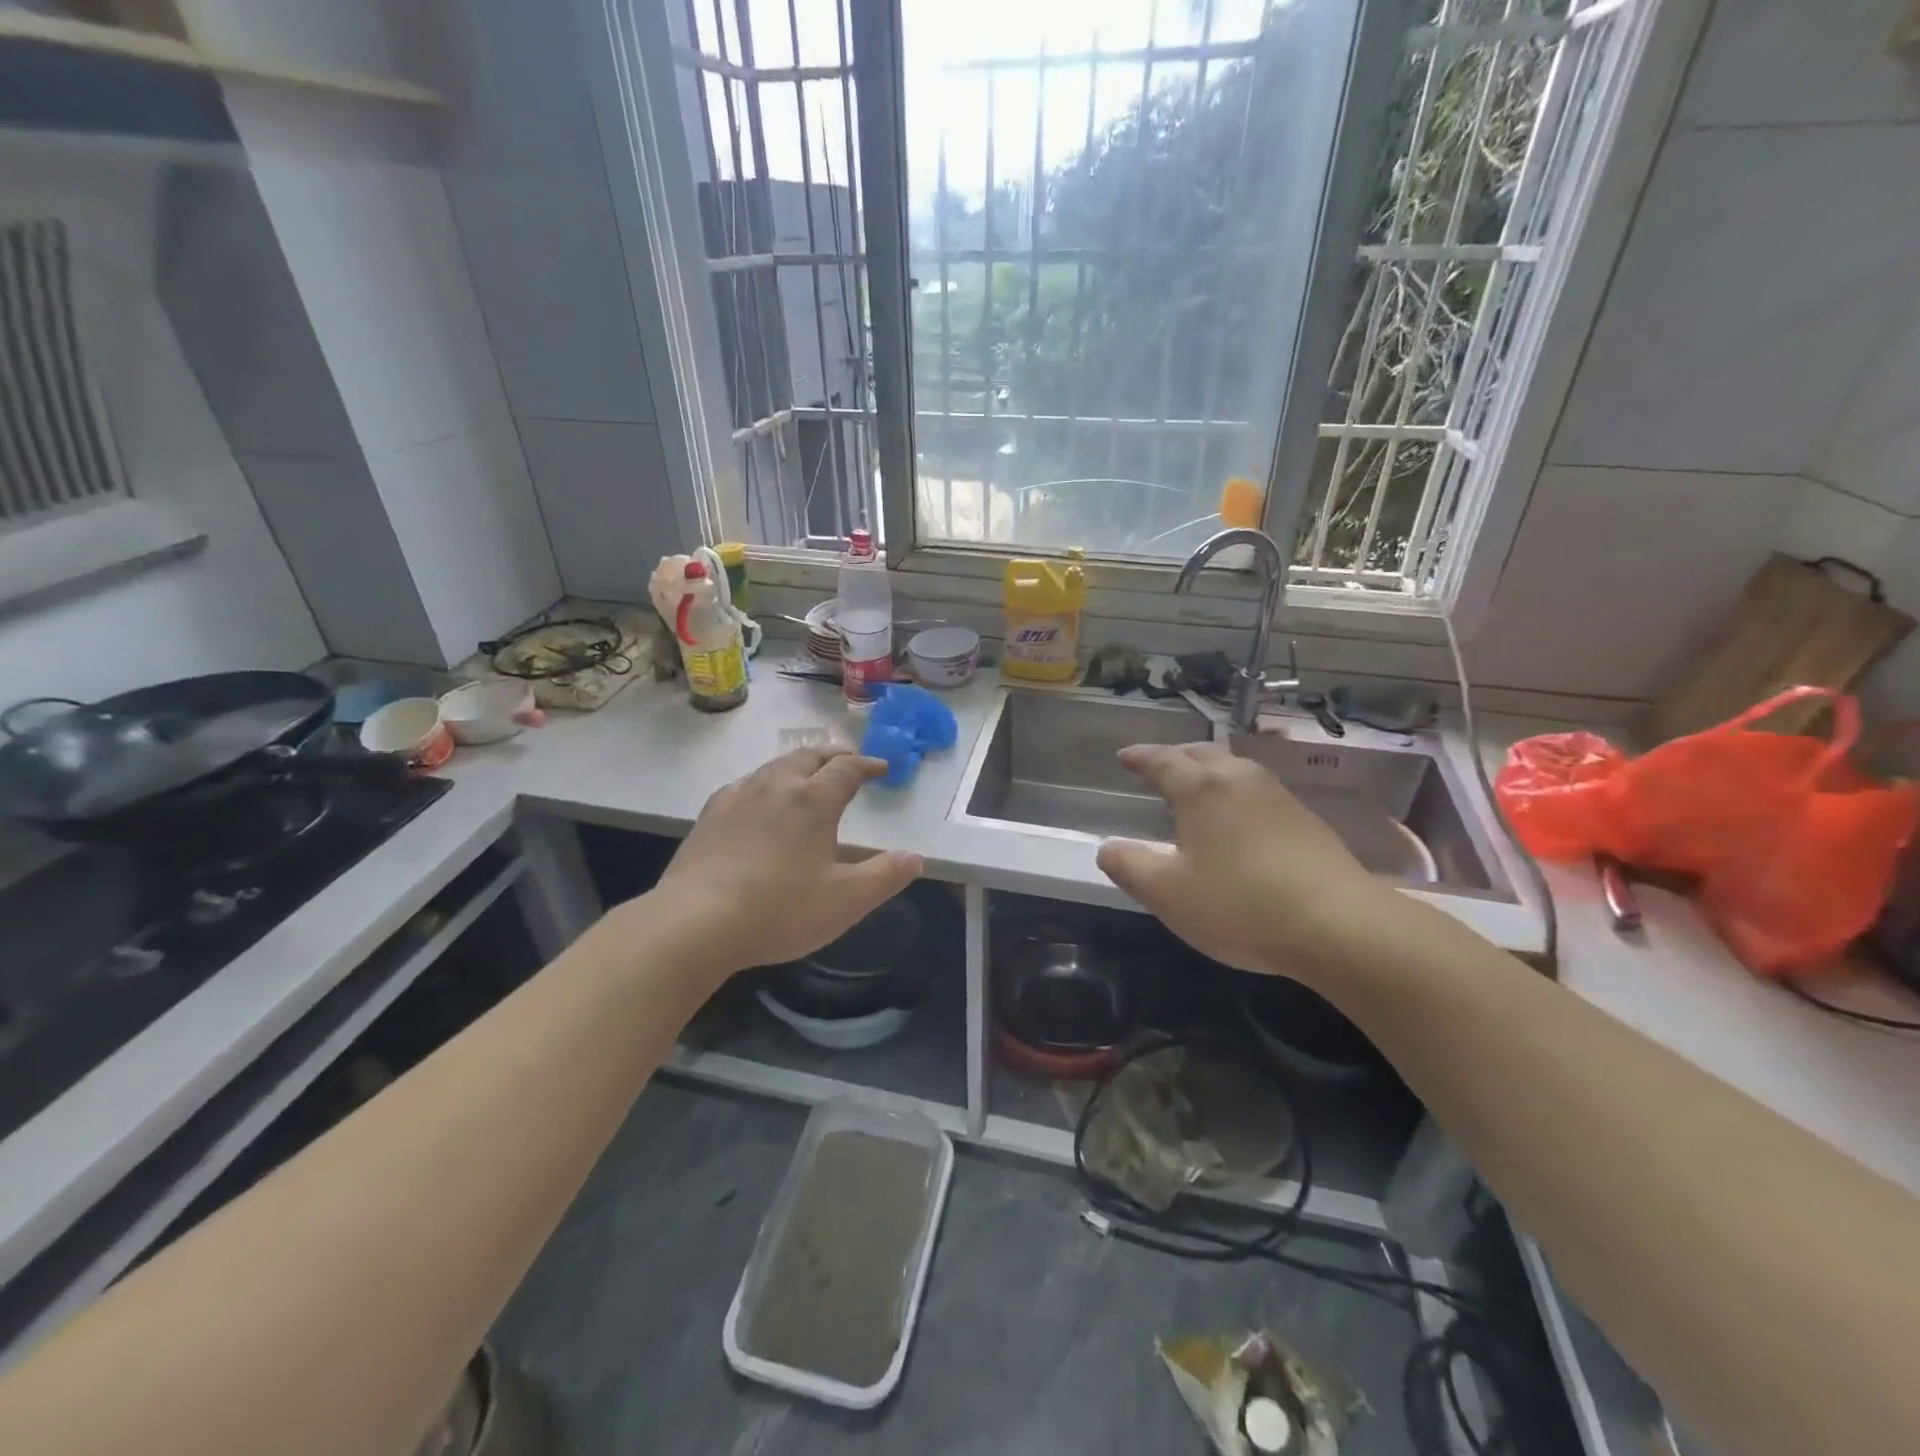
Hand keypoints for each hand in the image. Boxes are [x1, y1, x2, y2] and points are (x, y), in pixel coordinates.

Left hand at [647, 747, 923, 975]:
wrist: (695, 923)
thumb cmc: (779, 910)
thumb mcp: (846, 901)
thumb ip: (885, 876)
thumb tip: (916, 857)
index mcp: (813, 800)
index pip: (847, 768)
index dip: (868, 764)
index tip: (882, 767)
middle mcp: (776, 787)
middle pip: (808, 757)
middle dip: (833, 756)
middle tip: (847, 763)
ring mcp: (738, 797)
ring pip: (774, 766)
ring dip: (798, 765)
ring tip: (807, 776)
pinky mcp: (709, 815)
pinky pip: (744, 784)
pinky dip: (764, 782)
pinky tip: (757, 798)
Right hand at [1094, 741, 1388, 979]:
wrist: (1339, 925)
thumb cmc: (1240, 905)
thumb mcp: (1168, 894)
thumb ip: (1130, 867)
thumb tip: (1107, 848)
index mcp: (1202, 790)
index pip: (1163, 761)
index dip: (1141, 757)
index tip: (1124, 756)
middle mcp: (1240, 780)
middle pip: (1204, 754)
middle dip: (1177, 756)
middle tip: (1159, 765)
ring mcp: (1279, 798)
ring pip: (1236, 768)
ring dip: (1211, 770)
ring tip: (1198, 786)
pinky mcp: (1307, 821)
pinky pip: (1259, 791)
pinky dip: (1237, 792)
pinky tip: (1240, 819)